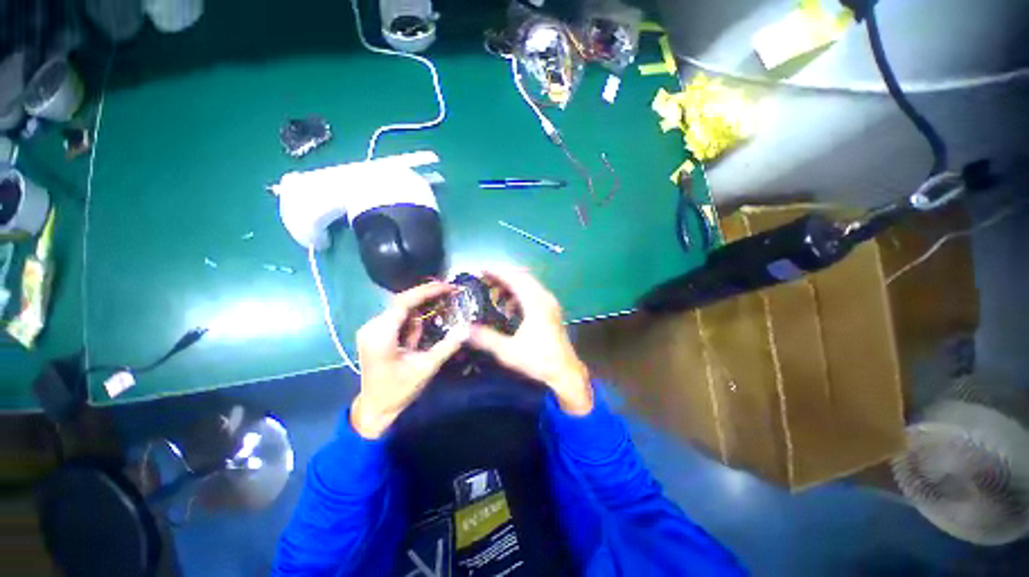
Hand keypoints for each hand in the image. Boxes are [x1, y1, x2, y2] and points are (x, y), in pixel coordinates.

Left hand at [351, 282, 467, 438]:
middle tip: (450, 293)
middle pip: (402, 302)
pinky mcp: (374, 333)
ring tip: (439, 313)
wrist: (375, 408)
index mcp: (381, 335)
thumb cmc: (399, 390)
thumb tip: (466, 328)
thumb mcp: (426, 368)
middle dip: (427, 297)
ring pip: (401, 309)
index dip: (427, 291)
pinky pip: (398, 317)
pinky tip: (425, 326)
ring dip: (421, 310)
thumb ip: (446, 346)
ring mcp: (371, 329)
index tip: (448, 287)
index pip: (404, 302)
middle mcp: (372, 327)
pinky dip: (414, 318)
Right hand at [467, 268, 592, 414]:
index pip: (514, 279)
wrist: (565, 372)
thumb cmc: (538, 360)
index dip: (497, 272)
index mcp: (535, 303)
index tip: (481, 270)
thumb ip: (485, 338)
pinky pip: (534, 293)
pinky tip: (511, 307)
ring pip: (529, 284)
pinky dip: (520, 293)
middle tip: (485, 279)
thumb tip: (464, 330)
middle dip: (503, 275)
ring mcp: (550, 303)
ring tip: (495, 292)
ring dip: (512, 284)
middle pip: (523, 277)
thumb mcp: (508, 351)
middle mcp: (544, 298)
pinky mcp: (552, 310)